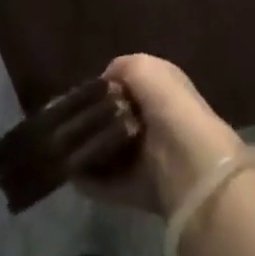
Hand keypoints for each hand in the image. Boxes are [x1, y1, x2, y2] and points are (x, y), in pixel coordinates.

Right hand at [78, 55, 243, 217]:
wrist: (190, 165)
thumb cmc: (168, 106)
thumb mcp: (143, 67)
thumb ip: (122, 67)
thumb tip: (105, 82)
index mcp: (163, 87)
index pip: (129, 84)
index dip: (106, 87)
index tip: (82, 93)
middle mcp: (157, 119)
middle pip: (117, 118)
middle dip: (94, 120)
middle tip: (70, 121)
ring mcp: (149, 156)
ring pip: (110, 150)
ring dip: (89, 149)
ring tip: (64, 145)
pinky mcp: (140, 188)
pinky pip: (108, 182)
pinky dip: (90, 179)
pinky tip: (70, 172)